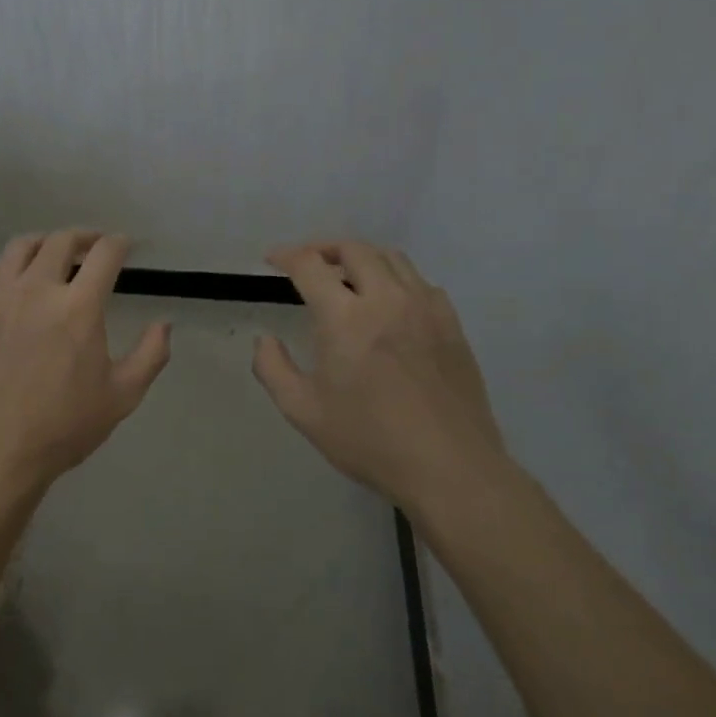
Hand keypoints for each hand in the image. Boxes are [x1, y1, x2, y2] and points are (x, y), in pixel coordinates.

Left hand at [0, 230, 171, 496]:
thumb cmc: (62, 428)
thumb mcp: (122, 397)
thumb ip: (150, 355)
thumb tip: (165, 323)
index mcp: (78, 307)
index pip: (104, 254)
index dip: (119, 243)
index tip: (124, 246)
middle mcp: (37, 289)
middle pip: (61, 241)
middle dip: (83, 237)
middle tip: (92, 247)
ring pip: (19, 247)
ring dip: (42, 244)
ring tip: (51, 255)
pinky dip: (1, 268)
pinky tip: (8, 280)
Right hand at [253, 241, 506, 518]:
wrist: (450, 468)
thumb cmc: (370, 440)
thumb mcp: (303, 411)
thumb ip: (273, 369)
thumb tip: (264, 340)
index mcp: (345, 318)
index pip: (310, 265)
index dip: (286, 255)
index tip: (272, 259)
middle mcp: (386, 299)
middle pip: (354, 249)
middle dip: (324, 248)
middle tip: (308, 263)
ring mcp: (424, 309)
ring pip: (391, 258)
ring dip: (362, 258)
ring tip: (347, 275)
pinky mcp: (451, 324)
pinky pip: (420, 282)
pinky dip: (396, 278)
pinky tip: (389, 302)